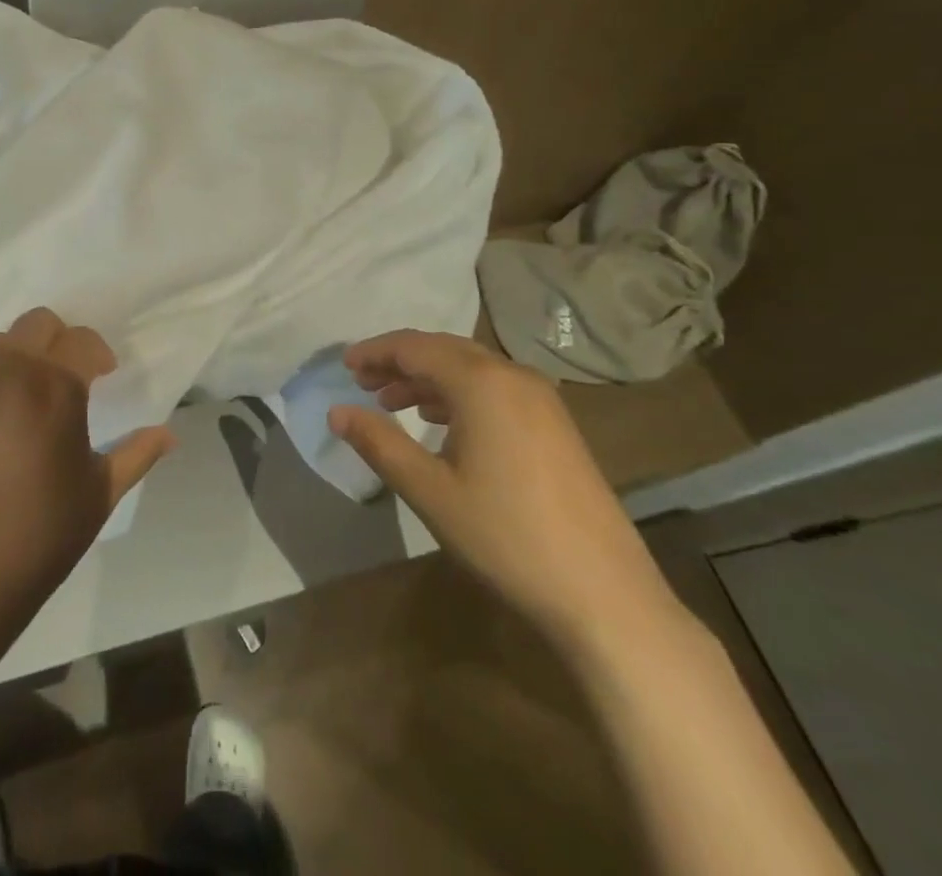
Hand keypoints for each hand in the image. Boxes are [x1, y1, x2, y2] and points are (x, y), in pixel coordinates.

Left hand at [0, 308, 175, 593]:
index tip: (106, 374)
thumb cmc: (49, 526)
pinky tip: (6, 416)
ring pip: (2, 341)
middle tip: (73, 373)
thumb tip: (171, 435)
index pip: (81, 340)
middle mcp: (12, 374)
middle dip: (61, 339)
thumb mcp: (103, 488)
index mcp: (56, 386)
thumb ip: (139, 452)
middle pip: (38, 323)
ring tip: (36, 389)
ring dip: (25, 352)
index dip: (98, 354)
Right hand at [328, 330, 683, 646]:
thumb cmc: (506, 536)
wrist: (604, 594)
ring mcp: (541, 399)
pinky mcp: (556, 424)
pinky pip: (495, 389)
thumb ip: (379, 443)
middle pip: (444, 350)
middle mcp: (513, 376)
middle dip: (400, 362)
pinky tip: (442, 424)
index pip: (415, 347)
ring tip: (393, 403)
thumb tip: (337, 412)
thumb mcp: (430, 491)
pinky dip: (459, 395)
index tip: (344, 367)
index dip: (375, 352)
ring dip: (428, 379)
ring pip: (471, 369)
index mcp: (481, 382)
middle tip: (363, 383)